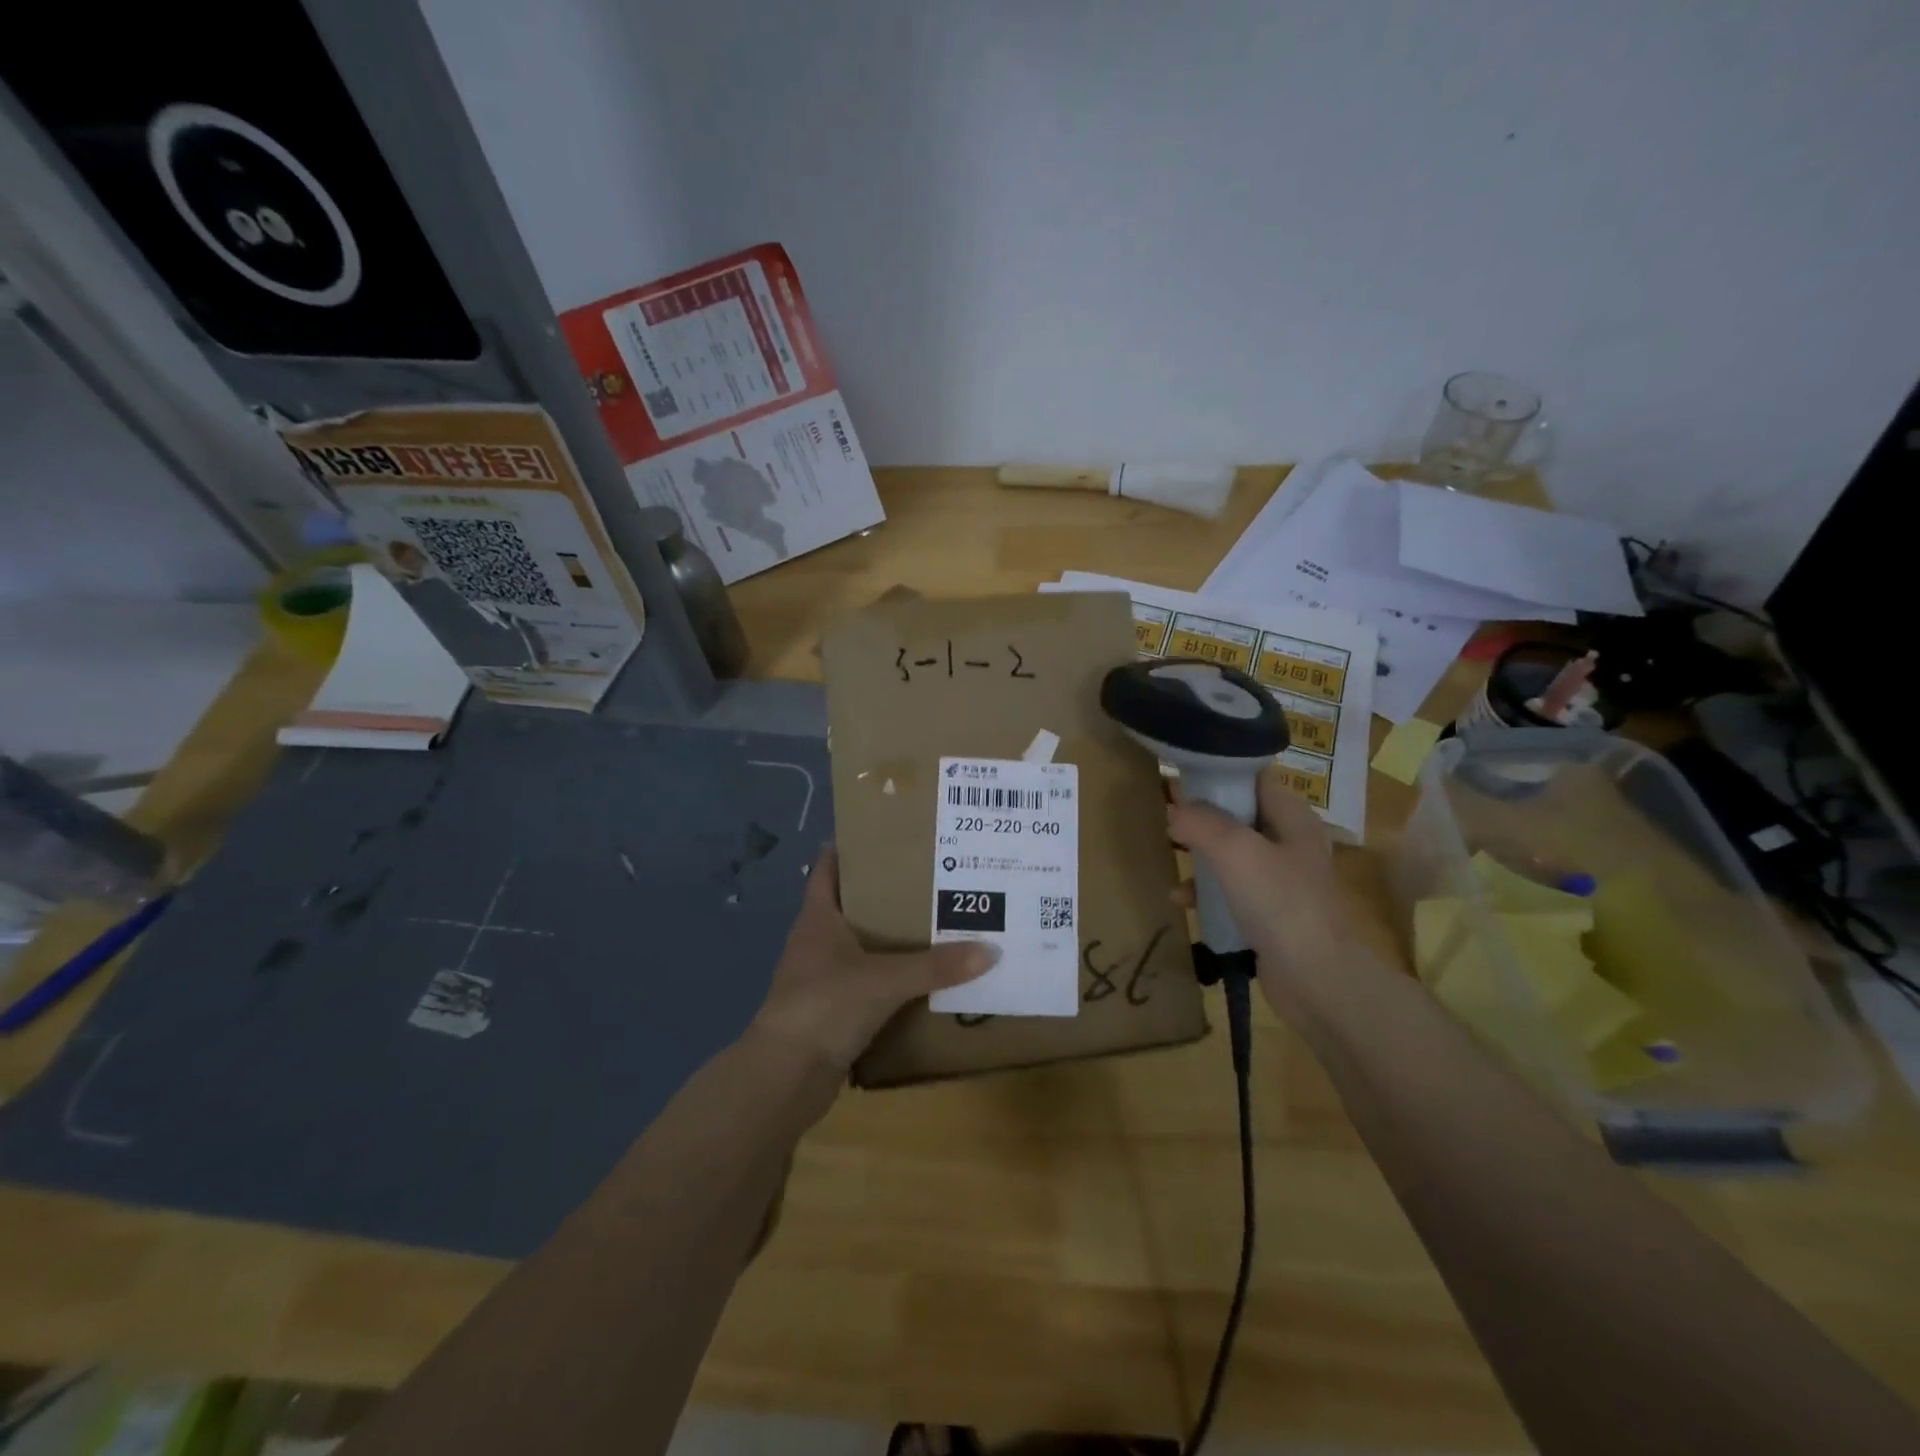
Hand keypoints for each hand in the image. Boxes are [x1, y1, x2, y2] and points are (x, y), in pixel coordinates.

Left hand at [749, 845, 997, 1079]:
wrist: (785, 1077)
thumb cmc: (826, 1005)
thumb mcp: (885, 979)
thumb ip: (936, 966)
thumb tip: (990, 950)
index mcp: (818, 918)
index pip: (828, 868)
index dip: (851, 848)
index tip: (888, 834)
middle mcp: (816, 941)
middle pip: (851, 905)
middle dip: (886, 893)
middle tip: (931, 877)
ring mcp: (821, 978)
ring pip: (860, 947)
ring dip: (890, 939)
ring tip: (936, 922)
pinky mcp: (831, 1011)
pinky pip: (867, 984)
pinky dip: (890, 978)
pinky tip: (922, 977)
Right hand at [1167, 769, 1355, 1021]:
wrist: (1317, 979)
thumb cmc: (1280, 903)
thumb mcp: (1235, 850)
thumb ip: (1200, 822)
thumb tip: (1174, 811)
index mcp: (1293, 818)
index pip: (1253, 778)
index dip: (1218, 773)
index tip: (1180, 779)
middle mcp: (1290, 843)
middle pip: (1239, 815)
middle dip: (1202, 816)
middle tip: (1168, 816)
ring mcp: (1281, 880)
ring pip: (1231, 853)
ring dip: (1200, 854)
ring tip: (1170, 854)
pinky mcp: (1269, 913)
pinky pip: (1231, 890)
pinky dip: (1206, 891)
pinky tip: (1182, 900)